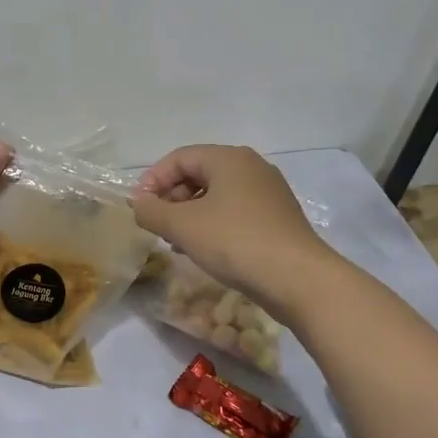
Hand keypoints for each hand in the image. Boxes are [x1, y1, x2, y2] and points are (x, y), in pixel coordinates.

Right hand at [131, 145, 338, 324]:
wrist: (299, 279)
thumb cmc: (235, 242)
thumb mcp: (183, 227)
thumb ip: (152, 211)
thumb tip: (138, 203)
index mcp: (229, 158)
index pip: (179, 158)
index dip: (153, 180)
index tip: (140, 208)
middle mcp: (251, 167)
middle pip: (199, 173)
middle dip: (172, 198)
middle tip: (158, 226)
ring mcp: (268, 192)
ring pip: (217, 194)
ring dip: (191, 214)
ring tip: (178, 242)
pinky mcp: (278, 218)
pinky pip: (235, 211)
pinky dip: (214, 224)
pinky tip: (206, 250)